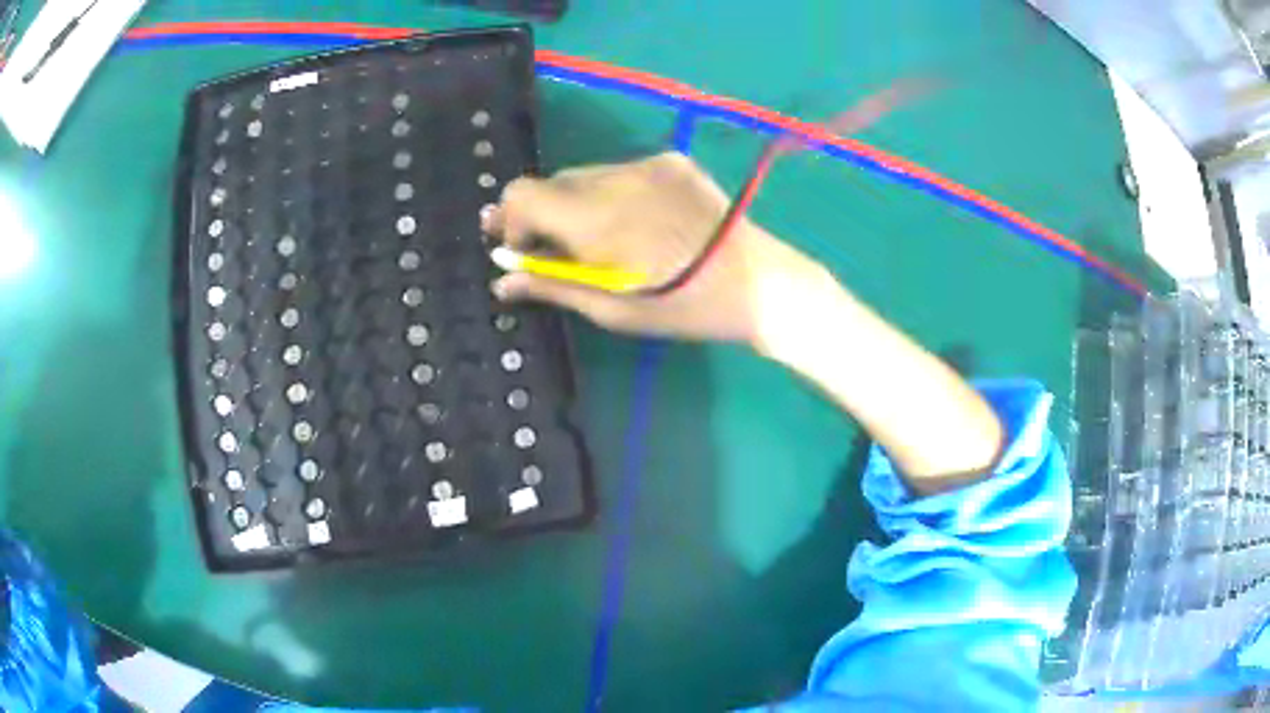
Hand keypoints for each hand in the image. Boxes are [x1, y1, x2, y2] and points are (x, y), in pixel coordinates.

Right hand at [483, 152, 835, 345]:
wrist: (758, 283)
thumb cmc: (682, 308)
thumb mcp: (611, 309)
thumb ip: (551, 286)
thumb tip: (501, 280)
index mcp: (595, 218)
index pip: (522, 192)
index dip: (510, 219)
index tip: (517, 248)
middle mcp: (615, 178)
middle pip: (552, 182)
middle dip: (543, 214)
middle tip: (553, 249)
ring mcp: (647, 164)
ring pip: (586, 176)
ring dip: (578, 204)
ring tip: (603, 239)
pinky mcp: (672, 161)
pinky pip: (621, 171)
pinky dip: (613, 193)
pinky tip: (637, 222)